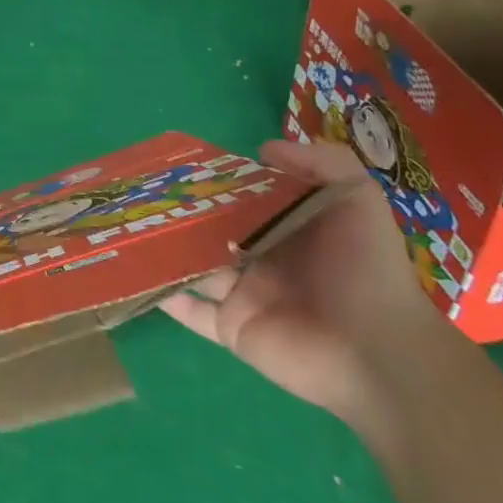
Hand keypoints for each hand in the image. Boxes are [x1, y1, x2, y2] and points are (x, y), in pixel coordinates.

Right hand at [160, 138, 450, 424]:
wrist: (377, 354)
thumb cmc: (365, 271)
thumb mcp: (358, 202)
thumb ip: (323, 163)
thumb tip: (262, 149)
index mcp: (288, 229)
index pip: (244, 199)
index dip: (216, 182)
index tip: (179, 165)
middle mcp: (262, 258)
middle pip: (212, 231)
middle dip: (180, 214)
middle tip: (140, 193)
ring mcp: (243, 294)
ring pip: (193, 266)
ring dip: (165, 249)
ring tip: (125, 225)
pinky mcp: (230, 327)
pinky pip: (189, 310)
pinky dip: (163, 295)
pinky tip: (133, 272)